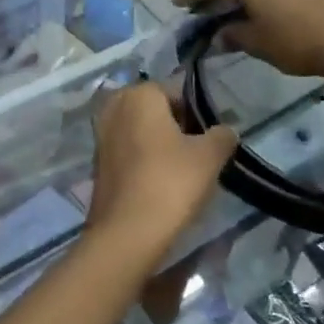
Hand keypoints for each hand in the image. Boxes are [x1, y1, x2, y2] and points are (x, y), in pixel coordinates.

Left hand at [84, 82, 237, 260]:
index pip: (177, 91)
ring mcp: (101, 136)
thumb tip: (226, 130)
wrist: (127, 233)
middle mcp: (114, 107)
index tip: (211, 137)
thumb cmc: (170, 183)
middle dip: (178, 126)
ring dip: (161, 145)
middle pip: (156, 110)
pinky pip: (129, 152)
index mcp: (138, 95)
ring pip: (141, 131)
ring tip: (183, 171)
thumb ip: (222, 135)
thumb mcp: (209, 157)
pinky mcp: (97, 163)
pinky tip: (161, 183)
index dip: (198, 112)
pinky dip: (145, 161)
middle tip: (199, 153)